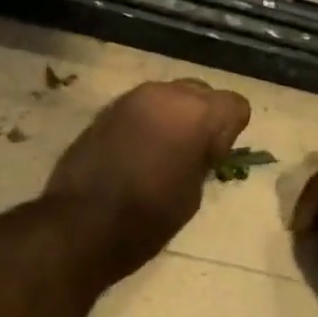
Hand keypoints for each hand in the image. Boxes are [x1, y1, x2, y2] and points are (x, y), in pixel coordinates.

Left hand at [44, 79, 250, 282]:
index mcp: (194, 113)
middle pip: (200, 92)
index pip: (234, 104)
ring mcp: (130, 99)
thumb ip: (202, 158)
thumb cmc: (149, 217)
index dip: (230, 132)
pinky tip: (136, 155)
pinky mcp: (105, 111)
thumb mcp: (193, 193)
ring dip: (172, 118)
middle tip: (192, 154)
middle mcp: (163, 94)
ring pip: (167, 96)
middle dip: (202, 118)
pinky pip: (140, 109)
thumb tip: (199, 148)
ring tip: (162, 154)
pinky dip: (146, 124)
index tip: (214, 160)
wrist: (83, 224)